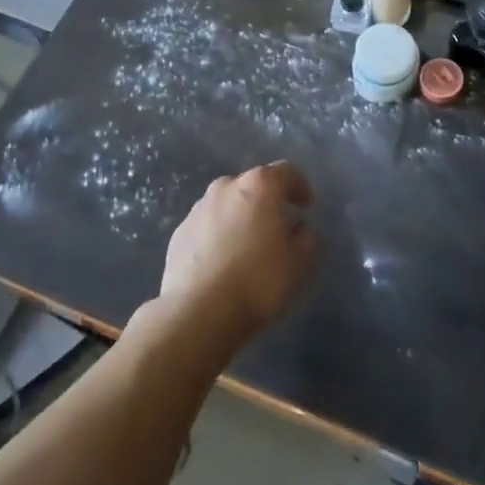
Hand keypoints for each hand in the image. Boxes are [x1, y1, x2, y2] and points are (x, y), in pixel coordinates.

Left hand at [159, 162, 316, 346]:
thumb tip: (298, 229)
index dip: (300, 186)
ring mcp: (198, 209)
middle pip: (253, 186)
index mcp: (259, 186)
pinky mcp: (179, 233)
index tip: (306, 206)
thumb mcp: (299, 263)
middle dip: (266, 202)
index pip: (286, 172)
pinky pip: (207, 227)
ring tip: (247, 247)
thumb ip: (306, 238)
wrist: (198, 313)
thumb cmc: (258, 281)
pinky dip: (218, 236)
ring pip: (227, 205)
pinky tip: (222, 263)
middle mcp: (226, 187)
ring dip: (240, 218)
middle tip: (277, 227)